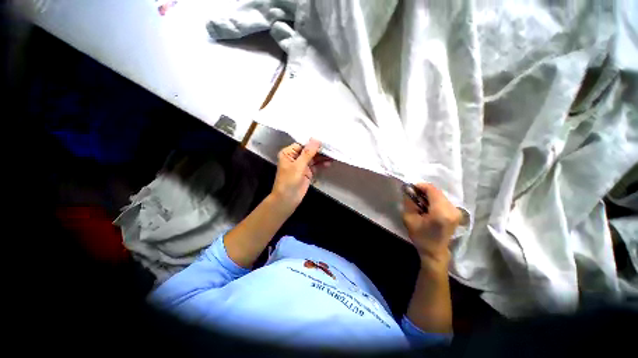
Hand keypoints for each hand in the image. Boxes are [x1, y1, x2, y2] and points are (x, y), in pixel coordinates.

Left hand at [271, 139, 329, 212]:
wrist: (287, 199)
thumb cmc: (289, 181)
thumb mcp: (298, 166)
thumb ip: (308, 153)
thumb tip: (316, 140)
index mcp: (288, 153)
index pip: (302, 144)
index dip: (312, 143)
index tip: (324, 140)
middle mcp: (295, 157)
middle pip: (309, 151)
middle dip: (319, 150)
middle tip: (331, 148)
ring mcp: (302, 165)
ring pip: (313, 158)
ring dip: (322, 157)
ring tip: (332, 155)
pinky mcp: (307, 172)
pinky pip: (315, 166)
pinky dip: (321, 164)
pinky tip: (328, 163)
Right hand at [402, 183, 460, 265]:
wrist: (435, 251)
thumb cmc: (420, 236)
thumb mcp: (409, 219)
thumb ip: (409, 202)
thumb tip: (408, 189)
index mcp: (441, 212)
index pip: (432, 190)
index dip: (420, 186)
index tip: (411, 188)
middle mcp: (452, 210)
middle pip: (437, 192)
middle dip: (424, 191)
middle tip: (413, 196)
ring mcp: (457, 211)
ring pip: (440, 195)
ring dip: (429, 196)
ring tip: (420, 202)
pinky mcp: (457, 213)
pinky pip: (444, 200)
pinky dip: (434, 200)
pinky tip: (428, 207)